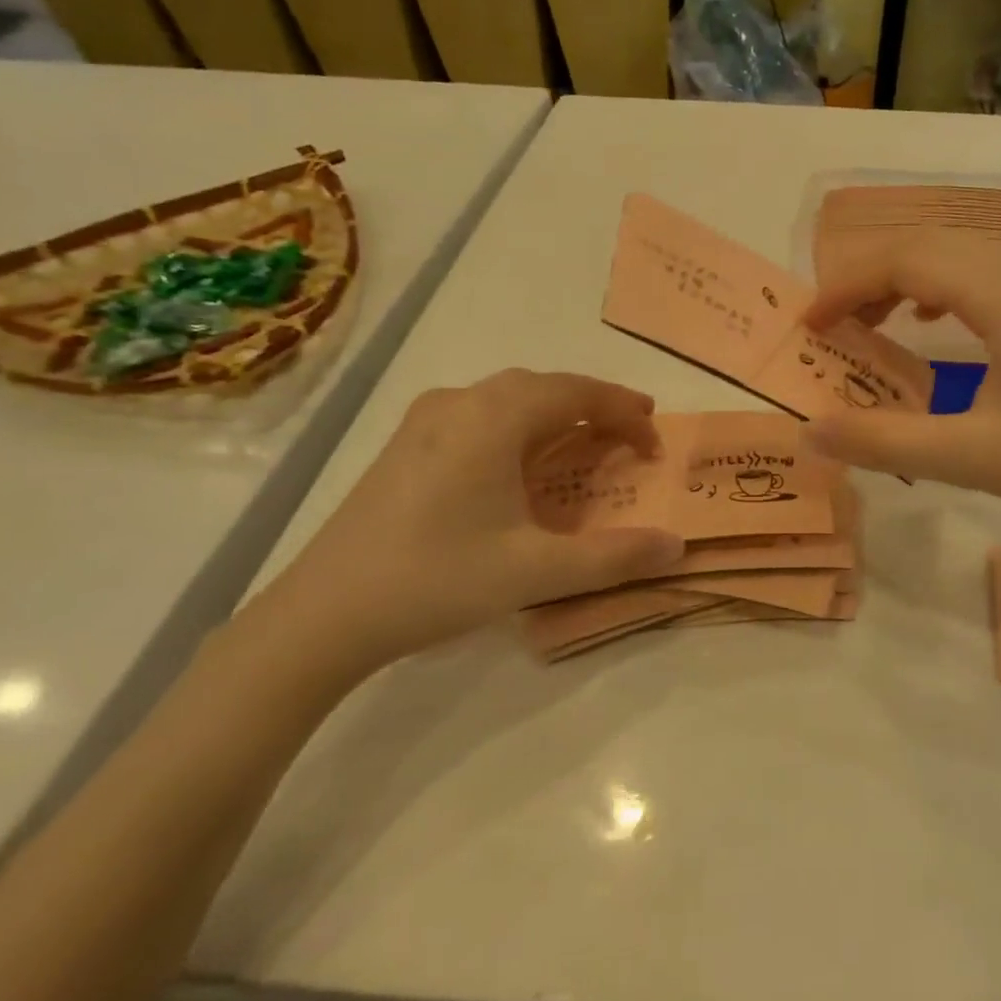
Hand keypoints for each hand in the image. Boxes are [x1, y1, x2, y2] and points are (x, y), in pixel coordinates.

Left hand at [246, 370, 684, 674]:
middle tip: (631, 435)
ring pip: (509, 398)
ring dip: (555, 412)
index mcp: (494, 418)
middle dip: (594, 406)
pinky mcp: (406, 444)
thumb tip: (677, 546)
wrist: (323, 614)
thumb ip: (614, 557)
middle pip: (544, 387)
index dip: (624, 412)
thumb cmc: (437, 579)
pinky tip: (520, 462)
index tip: (656, 442)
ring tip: (585, 442)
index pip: (578, 393)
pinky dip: (520, 426)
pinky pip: (480, 415)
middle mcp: (460, 402)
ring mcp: (426, 420)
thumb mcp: (536, 572)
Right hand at [804, 235, 1000, 534]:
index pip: (908, 261)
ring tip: (871, 323)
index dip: (848, 286)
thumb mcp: (976, 460)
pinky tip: (930, 322)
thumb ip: (887, 443)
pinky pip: (981, 275)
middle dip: (869, 279)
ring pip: (955, 256)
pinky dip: (937, 289)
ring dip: (902, 280)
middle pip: (928, 246)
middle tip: (832, 328)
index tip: (810, 326)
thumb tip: (811, 431)